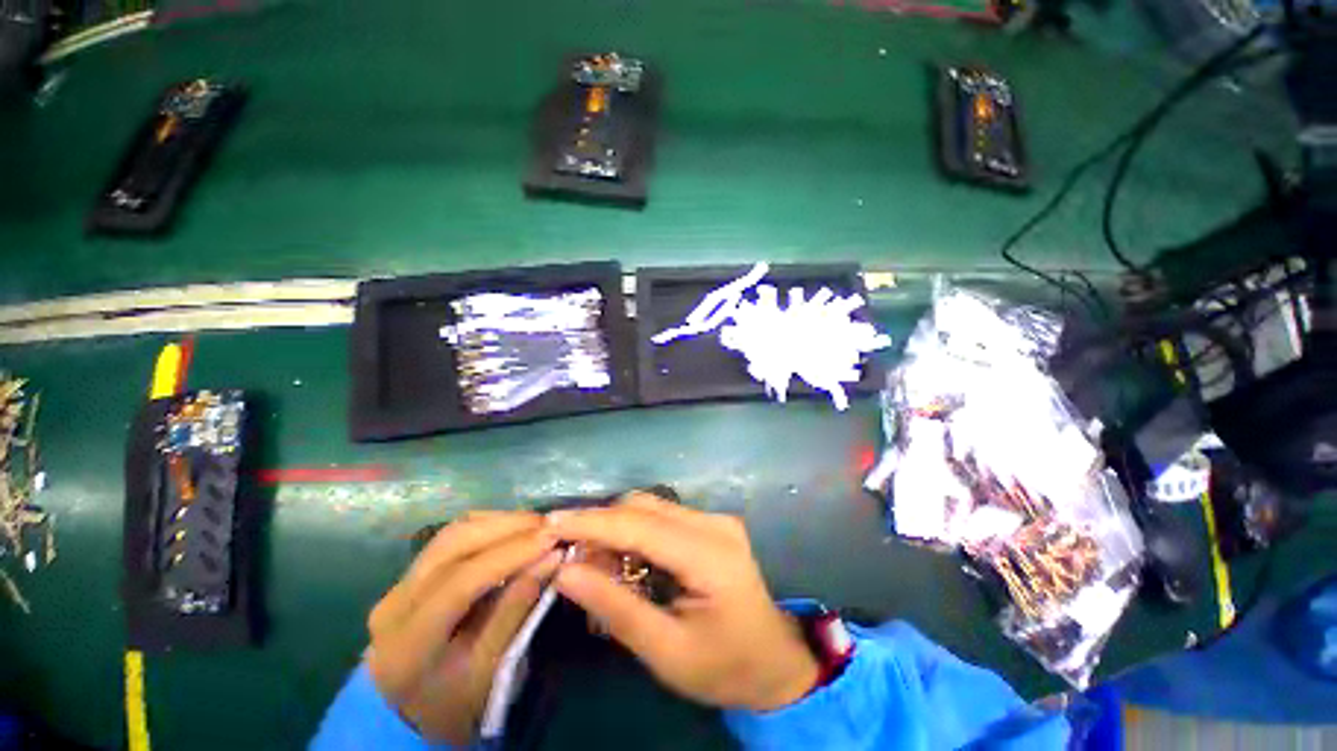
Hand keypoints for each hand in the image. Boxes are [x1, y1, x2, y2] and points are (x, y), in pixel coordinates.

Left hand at [366, 512, 559, 743]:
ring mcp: (399, 584)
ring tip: (536, 526)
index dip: (510, 554)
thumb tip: (553, 557)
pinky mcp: (411, 574)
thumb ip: (517, 610)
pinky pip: (452, 537)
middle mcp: (395, 603)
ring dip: (499, 522)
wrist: (406, 716)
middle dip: (507, 527)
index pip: (460, 581)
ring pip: (453, 532)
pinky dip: (488, 526)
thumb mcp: (490, 670)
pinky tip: (513, 531)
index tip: (552, 539)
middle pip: (453, 543)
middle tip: (549, 526)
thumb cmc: (453, 703)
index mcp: (409, 643)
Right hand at [548, 493, 818, 711]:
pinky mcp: (710, 524)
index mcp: (710, 555)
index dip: (592, 522)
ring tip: (594, 565)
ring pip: (650, 507)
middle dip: (601, 525)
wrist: (775, 662)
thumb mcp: (666, 652)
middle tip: (572, 559)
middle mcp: (714, 523)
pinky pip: (661, 517)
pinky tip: (622, 560)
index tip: (550, 525)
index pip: (640, 525)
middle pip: (644, 505)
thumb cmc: (725, 667)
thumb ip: (616, 608)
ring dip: (616, 528)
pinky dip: (634, 533)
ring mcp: (715, 519)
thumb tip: (565, 572)